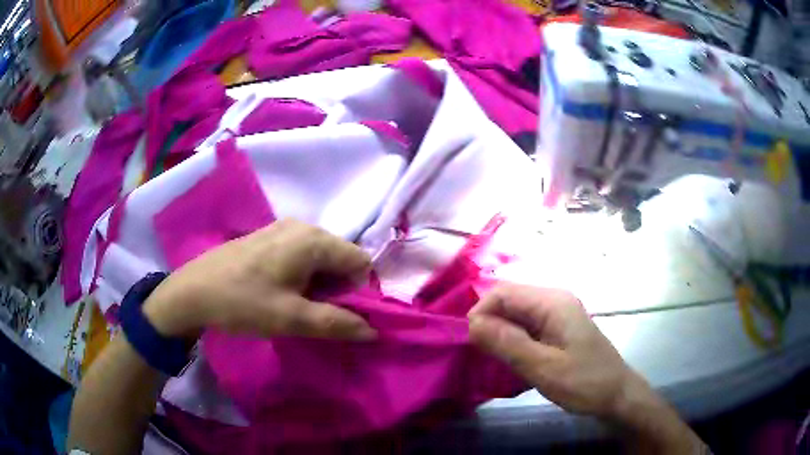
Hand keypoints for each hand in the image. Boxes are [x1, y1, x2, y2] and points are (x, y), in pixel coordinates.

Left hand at [142, 218, 376, 340]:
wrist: (193, 291)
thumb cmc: (243, 302)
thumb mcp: (292, 319)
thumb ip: (337, 323)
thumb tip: (373, 331)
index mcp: (313, 240)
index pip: (361, 261)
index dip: (360, 291)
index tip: (341, 315)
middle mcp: (303, 226)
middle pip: (342, 257)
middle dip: (339, 288)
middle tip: (317, 314)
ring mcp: (283, 229)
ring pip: (321, 257)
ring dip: (321, 284)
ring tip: (299, 306)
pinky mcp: (269, 236)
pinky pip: (302, 254)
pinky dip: (304, 275)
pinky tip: (283, 292)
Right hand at [468, 283, 633, 416]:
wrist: (616, 395)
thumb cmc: (584, 382)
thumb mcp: (543, 367)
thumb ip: (508, 343)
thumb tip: (471, 323)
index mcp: (553, 302)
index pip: (503, 292)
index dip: (481, 312)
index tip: (472, 343)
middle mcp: (554, 300)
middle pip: (509, 301)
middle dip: (489, 323)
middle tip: (482, 355)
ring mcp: (557, 314)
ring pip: (516, 315)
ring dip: (500, 333)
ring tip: (493, 359)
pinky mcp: (557, 329)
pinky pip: (526, 326)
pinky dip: (512, 340)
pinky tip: (510, 359)